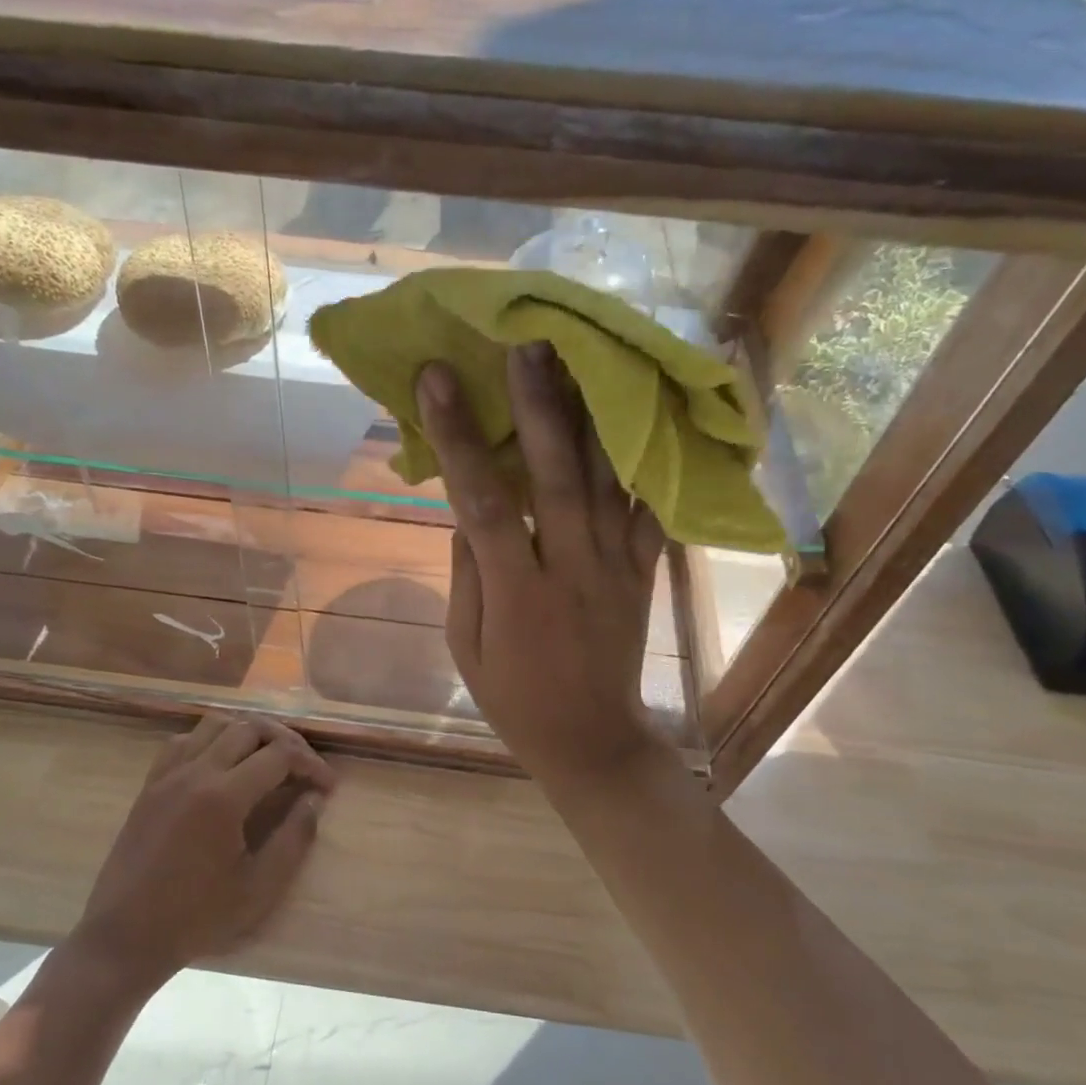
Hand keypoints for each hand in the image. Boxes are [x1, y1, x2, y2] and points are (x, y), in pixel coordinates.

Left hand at [75, 713, 334, 989]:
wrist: (124, 938)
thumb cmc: (196, 918)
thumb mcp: (258, 888)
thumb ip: (294, 839)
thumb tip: (315, 800)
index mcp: (224, 796)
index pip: (280, 755)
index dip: (311, 764)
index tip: (328, 786)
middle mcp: (195, 771)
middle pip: (250, 727)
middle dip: (285, 740)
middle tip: (304, 767)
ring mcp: (168, 774)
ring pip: (216, 724)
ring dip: (248, 732)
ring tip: (267, 758)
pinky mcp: (150, 784)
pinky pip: (184, 740)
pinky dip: (211, 739)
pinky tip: (222, 764)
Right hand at [416, 344, 667, 790]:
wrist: (593, 740)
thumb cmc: (514, 697)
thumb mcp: (466, 645)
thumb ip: (467, 573)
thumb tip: (467, 510)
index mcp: (518, 593)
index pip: (485, 505)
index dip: (460, 439)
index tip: (436, 381)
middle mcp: (573, 568)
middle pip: (559, 476)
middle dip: (540, 406)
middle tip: (525, 344)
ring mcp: (617, 566)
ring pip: (608, 480)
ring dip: (591, 415)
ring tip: (578, 357)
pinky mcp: (645, 570)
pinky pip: (650, 507)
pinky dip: (646, 458)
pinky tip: (637, 410)